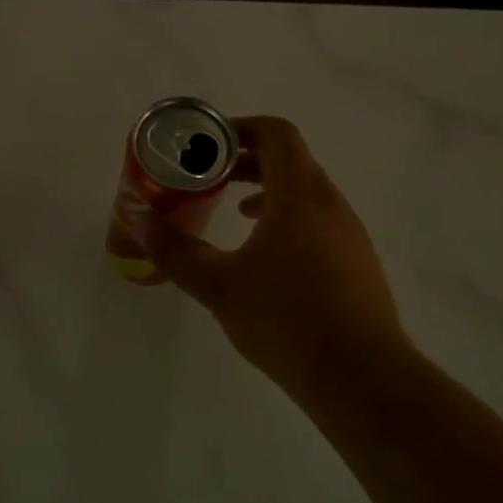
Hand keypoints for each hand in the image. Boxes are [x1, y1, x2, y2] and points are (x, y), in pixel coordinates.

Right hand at [145, 116, 414, 394]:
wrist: (360, 374)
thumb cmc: (285, 320)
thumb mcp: (219, 286)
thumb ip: (177, 251)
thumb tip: (142, 222)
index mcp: (300, 195)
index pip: (277, 134)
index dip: (242, 128)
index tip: (209, 143)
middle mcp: (331, 203)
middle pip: (291, 160)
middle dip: (248, 160)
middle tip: (210, 175)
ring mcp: (350, 232)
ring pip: (306, 191)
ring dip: (269, 190)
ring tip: (233, 209)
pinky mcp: (357, 261)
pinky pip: (319, 220)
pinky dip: (289, 218)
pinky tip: (267, 255)